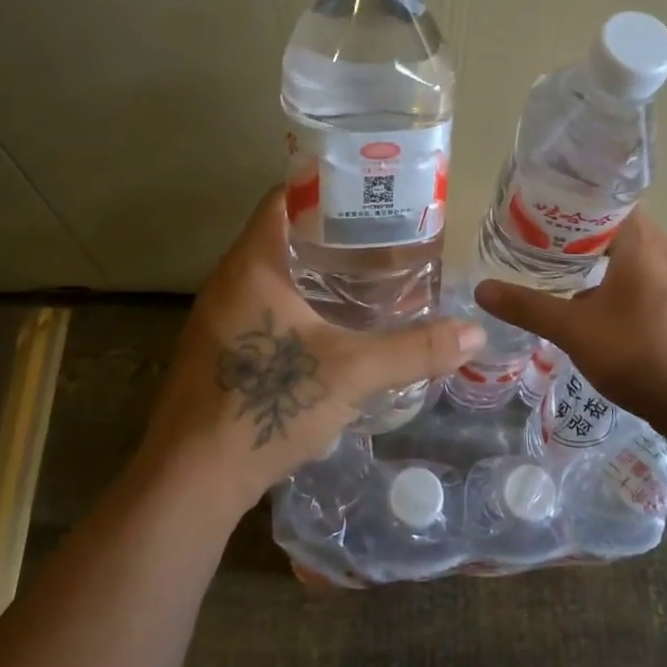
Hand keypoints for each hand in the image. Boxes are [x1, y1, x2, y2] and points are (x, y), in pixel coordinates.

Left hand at [138, 187, 484, 516]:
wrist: (190, 480)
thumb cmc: (265, 406)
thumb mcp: (351, 372)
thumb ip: (414, 349)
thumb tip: (475, 332)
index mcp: (252, 264)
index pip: (285, 198)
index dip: (328, 186)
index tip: (374, 194)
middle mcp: (230, 281)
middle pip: (284, 234)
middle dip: (334, 233)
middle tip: (388, 238)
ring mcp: (220, 318)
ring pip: (275, 275)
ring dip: (318, 271)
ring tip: (372, 277)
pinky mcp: (221, 351)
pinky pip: (267, 307)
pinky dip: (302, 304)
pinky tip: (337, 327)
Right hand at [474, 209, 666, 430]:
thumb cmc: (637, 355)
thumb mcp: (573, 331)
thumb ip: (527, 307)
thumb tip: (481, 289)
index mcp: (642, 242)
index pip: (605, 199)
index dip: (571, 203)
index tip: (539, 214)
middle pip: (617, 226)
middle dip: (578, 235)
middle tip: (540, 246)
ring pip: (633, 254)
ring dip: (600, 260)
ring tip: (562, 275)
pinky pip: (648, 278)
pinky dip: (621, 282)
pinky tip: (599, 309)